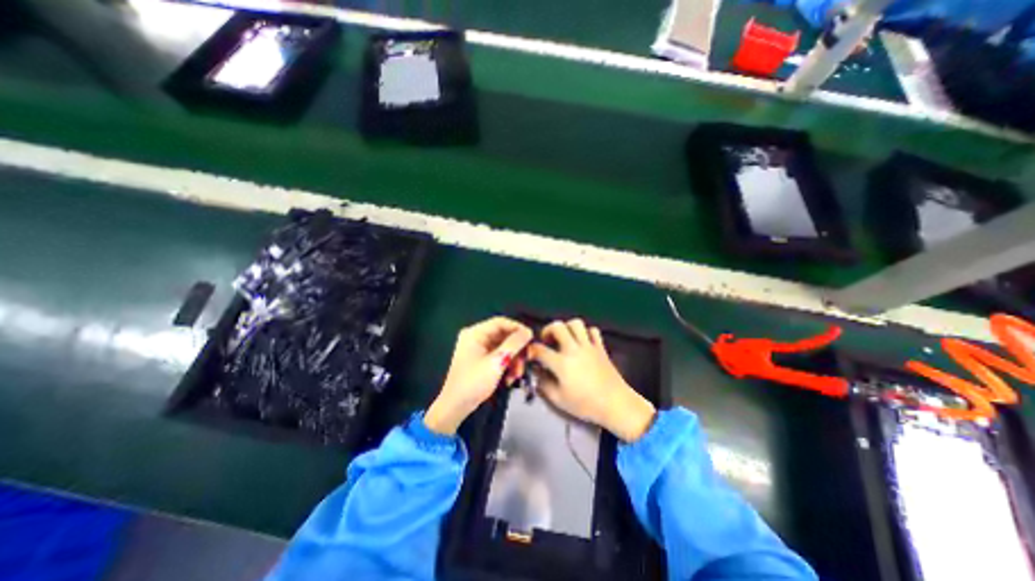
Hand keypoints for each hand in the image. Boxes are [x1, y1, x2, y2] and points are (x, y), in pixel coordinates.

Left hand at [424, 318, 531, 434]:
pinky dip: (506, 365)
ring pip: (503, 347)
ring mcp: (478, 349)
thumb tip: (528, 332)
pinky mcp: (481, 360)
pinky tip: (510, 378)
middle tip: (526, 360)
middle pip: (503, 335)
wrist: (456, 407)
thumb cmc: (473, 383)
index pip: (500, 322)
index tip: (531, 338)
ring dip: (513, 360)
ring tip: (517, 374)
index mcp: (474, 333)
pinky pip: (499, 356)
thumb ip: (514, 344)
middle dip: (516, 349)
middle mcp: (476, 337)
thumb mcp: (496, 362)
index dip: (517, 328)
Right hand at [530, 319, 648, 440]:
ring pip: (575, 323)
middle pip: (557, 326)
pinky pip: (592, 330)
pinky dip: (585, 333)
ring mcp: (589, 346)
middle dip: (547, 330)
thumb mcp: (558, 399)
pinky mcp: (600, 347)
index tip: (530, 355)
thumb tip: (536, 372)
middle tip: (547, 341)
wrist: (616, 404)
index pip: (539, 350)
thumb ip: (543, 384)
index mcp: (562, 363)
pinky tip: (582, 342)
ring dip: (566, 328)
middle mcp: (574, 349)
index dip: (531, 351)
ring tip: (564, 338)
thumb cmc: (586, 404)